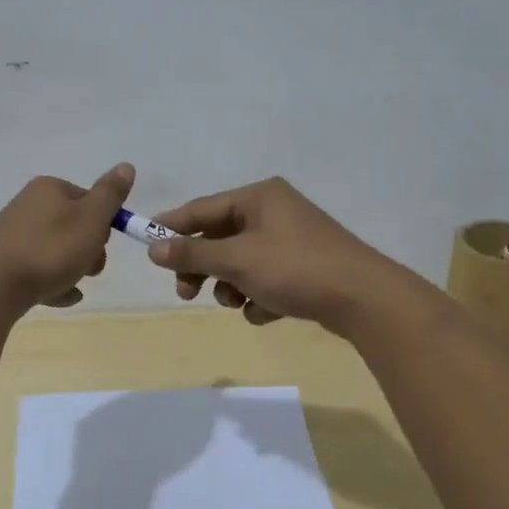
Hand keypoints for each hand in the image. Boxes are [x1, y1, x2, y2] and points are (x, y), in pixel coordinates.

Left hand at [0, 164, 134, 312]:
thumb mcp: (91, 219)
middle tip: (88, 269)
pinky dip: (54, 283)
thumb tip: (126, 166)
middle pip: (74, 226)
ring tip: (72, 286)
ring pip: (57, 250)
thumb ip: (110, 194)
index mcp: (48, 188)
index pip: (90, 200)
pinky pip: (39, 270)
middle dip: (88, 250)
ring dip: (72, 269)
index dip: (103, 224)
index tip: (101, 245)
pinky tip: (61, 297)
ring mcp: (14, 234)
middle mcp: (29, 205)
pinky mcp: (4, 261)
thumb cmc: (50, 250)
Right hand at [147, 177, 416, 333]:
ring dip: (232, 286)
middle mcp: (274, 212)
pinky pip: (265, 279)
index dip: (171, 228)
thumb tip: (153, 249)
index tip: (146, 247)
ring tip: (239, 303)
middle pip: (220, 238)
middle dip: (203, 268)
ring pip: (241, 263)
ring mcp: (291, 241)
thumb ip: (192, 255)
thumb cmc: (294, 268)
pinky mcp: (304, 268)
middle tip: (187, 293)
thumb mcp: (236, 260)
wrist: (363, 299)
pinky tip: (268, 311)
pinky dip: (259, 297)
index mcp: (258, 197)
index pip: (202, 209)